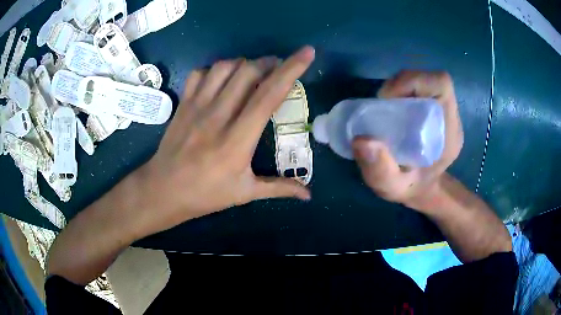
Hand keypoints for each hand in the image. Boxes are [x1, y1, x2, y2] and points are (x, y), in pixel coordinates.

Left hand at [131, 46, 314, 234]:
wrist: (163, 190)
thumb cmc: (205, 194)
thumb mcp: (245, 193)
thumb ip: (279, 189)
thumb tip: (309, 195)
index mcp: (237, 141)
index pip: (268, 96)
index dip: (291, 71)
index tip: (307, 53)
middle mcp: (217, 117)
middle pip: (247, 72)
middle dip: (269, 63)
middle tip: (278, 68)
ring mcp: (196, 107)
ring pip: (224, 67)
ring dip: (244, 63)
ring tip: (253, 72)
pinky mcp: (183, 104)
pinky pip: (200, 73)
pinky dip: (215, 70)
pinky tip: (222, 80)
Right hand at [352, 71, 463, 208]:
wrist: (422, 189)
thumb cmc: (411, 188)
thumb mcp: (393, 188)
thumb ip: (380, 171)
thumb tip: (361, 140)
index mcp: (449, 132)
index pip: (441, 85)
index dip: (414, 81)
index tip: (388, 100)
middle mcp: (448, 116)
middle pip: (430, 79)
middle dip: (402, 84)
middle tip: (381, 104)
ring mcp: (440, 111)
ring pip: (422, 81)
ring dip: (398, 87)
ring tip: (382, 108)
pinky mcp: (431, 109)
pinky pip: (416, 89)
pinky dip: (398, 91)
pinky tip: (388, 110)